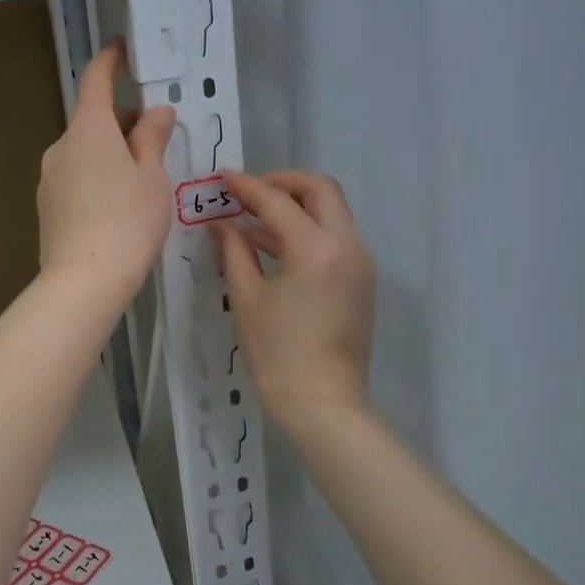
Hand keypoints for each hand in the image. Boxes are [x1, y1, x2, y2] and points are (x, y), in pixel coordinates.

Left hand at [37, 43, 176, 298]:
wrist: (84, 280)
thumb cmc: (129, 222)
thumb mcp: (152, 178)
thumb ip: (152, 139)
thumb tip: (156, 112)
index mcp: (89, 130)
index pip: (96, 81)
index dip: (109, 61)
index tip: (121, 49)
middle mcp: (62, 145)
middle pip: (92, 120)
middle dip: (121, 122)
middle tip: (154, 140)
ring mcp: (48, 176)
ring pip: (83, 151)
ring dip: (108, 152)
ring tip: (139, 182)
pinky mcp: (46, 205)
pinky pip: (74, 176)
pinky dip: (95, 177)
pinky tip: (115, 207)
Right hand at [214, 170, 377, 430]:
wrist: (324, 405)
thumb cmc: (278, 355)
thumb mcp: (248, 299)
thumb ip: (234, 251)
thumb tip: (221, 224)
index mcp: (316, 248)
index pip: (278, 200)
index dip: (247, 186)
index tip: (222, 178)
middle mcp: (347, 245)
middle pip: (320, 190)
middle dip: (283, 183)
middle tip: (249, 194)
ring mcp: (361, 262)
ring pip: (332, 212)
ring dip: (297, 207)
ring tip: (254, 224)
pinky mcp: (363, 280)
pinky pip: (337, 238)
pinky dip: (309, 231)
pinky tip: (276, 249)